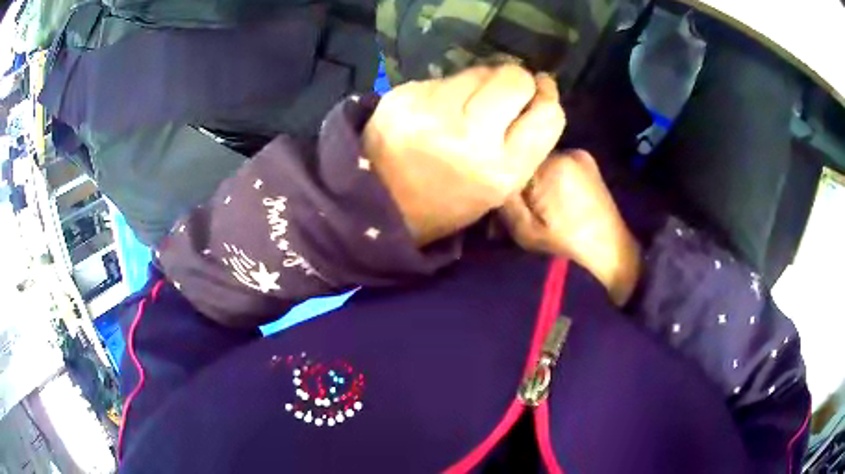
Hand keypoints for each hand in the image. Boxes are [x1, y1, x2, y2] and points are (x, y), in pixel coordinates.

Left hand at [363, 65, 565, 245]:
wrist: (378, 201)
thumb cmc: (447, 202)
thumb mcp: (499, 188)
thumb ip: (526, 142)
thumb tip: (540, 89)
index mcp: (501, 171)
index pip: (547, 115)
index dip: (547, 98)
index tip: (541, 90)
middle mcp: (470, 136)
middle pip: (515, 79)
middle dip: (518, 81)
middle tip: (504, 94)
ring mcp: (433, 110)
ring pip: (480, 70)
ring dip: (483, 81)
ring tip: (467, 104)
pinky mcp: (405, 94)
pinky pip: (446, 77)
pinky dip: (451, 87)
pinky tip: (437, 108)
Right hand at [500, 150, 640, 305]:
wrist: (611, 253)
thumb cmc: (567, 246)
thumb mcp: (526, 232)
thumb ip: (504, 201)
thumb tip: (492, 181)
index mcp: (552, 166)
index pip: (511, 160)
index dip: (504, 182)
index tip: (504, 206)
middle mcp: (567, 152)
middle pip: (527, 160)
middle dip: (520, 182)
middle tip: (518, 212)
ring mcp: (581, 156)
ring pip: (541, 162)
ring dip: (535, 182)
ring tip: (538, 209)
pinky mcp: (588, 164)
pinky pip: (557, 166)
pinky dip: (549, 180)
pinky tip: (554, 202)